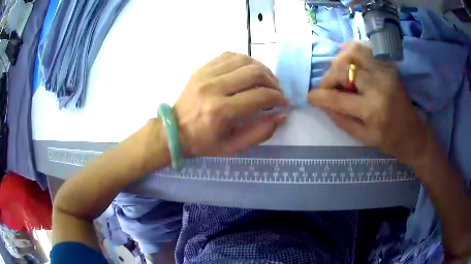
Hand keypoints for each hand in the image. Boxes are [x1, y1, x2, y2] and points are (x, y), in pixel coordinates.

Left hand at [173, 52, 287, 156]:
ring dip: (261, 68)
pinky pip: (229, 56)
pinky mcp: (201, 68)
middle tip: (276, 91)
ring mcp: (205, 74)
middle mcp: (213, 88)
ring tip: (265, 80)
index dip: (277, 97)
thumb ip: (260, 132)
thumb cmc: (204, 142)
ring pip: (244, 60)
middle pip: (254, 73)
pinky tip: (248, 71)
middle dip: (272, 81)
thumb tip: (281, 115)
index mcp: (221, 111)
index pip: (260, 95)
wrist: (174, 130)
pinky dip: (244, 61)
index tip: (283, 102)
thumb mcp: (233, 147)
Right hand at [308, 42, 430, 164]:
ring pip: (355, 51)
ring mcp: (385, 72)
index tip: (311, 97)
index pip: (338, 98)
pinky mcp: (389, 66)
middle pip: (345, 68)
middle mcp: (379, 86)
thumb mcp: (362, 137)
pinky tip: (348, 56)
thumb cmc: (388, 139)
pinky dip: (353, 48)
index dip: (319, 96)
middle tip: (328, 87)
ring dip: (340, 59)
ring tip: (339, 72)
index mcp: (372, 110)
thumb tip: (322, 103)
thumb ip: (340, 119)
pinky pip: (367, 48)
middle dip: (329, 77)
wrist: (412, 133)